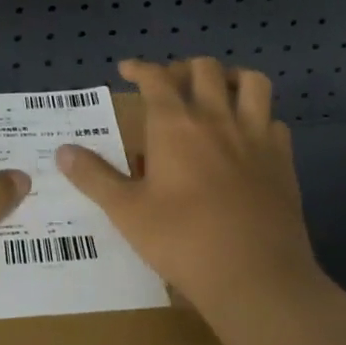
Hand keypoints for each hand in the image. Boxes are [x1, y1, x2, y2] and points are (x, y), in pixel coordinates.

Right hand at [56, 57, 321, 324]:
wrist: (256, 277)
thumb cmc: (183, 241)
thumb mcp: (126, 212)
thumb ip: (94, 177)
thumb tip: (62, 151)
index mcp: (175, 124)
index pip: (155, 77)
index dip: (140, 67)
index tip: (127, 69)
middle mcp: (216, 117)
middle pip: (205, 68)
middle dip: (185, 68)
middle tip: (172, 86)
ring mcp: (255, 136)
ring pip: (252, 82)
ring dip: (233, 79)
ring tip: (219, 93)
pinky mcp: (283, 159)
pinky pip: (276, 122)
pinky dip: (261, 120)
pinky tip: (251, 137)